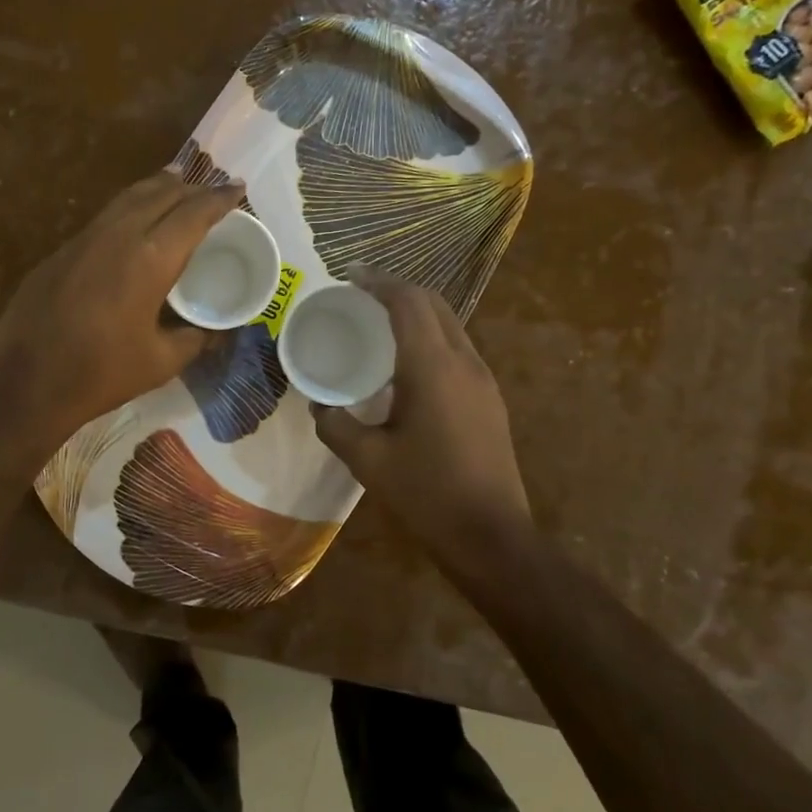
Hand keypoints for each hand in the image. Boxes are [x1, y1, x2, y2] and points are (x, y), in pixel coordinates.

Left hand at [0, 171, 244, 441]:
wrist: (24, 379)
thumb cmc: (101, 373)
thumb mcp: (161, 362)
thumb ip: (195, 339)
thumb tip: (215, 331)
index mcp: (151, 258)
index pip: (194, 213)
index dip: (220, 198)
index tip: (238, 189)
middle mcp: (120, 234)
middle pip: (162, 193)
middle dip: (193, 188)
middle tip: (213, 191)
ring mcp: (86, 238)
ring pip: (130, 197)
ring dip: (160, 188)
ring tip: (179, 188)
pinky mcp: (63, 249)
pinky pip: (108, 214)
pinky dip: (133, 206)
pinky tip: (137, 221)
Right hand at [313, 276, 532, 569]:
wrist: (492, 535)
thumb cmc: (426, 493)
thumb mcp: (368, 460)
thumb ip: (335, 425)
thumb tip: (320, 405)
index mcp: (432, 367)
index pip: (408, 302)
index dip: (379, 282)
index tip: (350, 277)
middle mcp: (464, 362)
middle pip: (434, 304)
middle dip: (398, 290)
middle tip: (361, 296)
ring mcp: (483, 379)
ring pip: (450, 325)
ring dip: (417, 314)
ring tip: (380, 325)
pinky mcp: (490, 398)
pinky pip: (457, 349)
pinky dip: (430, 338)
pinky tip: (407, 365)